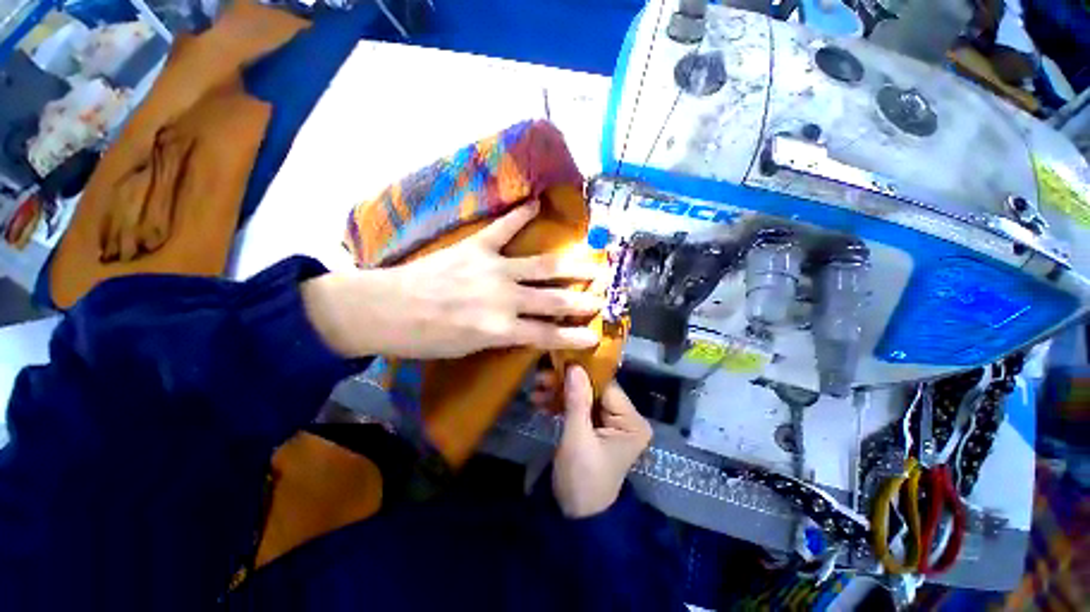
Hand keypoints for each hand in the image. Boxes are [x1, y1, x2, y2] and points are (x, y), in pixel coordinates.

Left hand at [303, 202, 605, 358]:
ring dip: (570, 263)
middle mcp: (504, 298)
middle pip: (553, 299)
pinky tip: (536, 203)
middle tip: (604, 293)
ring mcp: (492, 268)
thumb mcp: (469, 348)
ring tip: (592, 258)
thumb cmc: (426, 338)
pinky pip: (502, 228)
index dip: (573, 337)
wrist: (386, 309)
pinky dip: (519, 215)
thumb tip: (528, 329)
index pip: (548, 334)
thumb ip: (504, 335)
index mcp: (500, 328)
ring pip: (541, 265)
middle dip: (582, 298)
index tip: (595, 336)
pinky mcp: (476, 247)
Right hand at [546, 366, 652, 518]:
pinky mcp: (596, 427)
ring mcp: (610, 422)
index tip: (557, 362)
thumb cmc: (582, 480)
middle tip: (539, 378)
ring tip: (535, 392)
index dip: (581, 373)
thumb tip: (574, 365)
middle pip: (593, 389)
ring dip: (559, 393)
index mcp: (632, 421)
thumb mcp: (577, 439)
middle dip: (565, 384)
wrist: (575, 518)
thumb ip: (577, 401)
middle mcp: (626, 418)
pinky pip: (579, 408)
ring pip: (583, 397)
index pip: (606, 386)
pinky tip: (540, 402)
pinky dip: (560, 405)